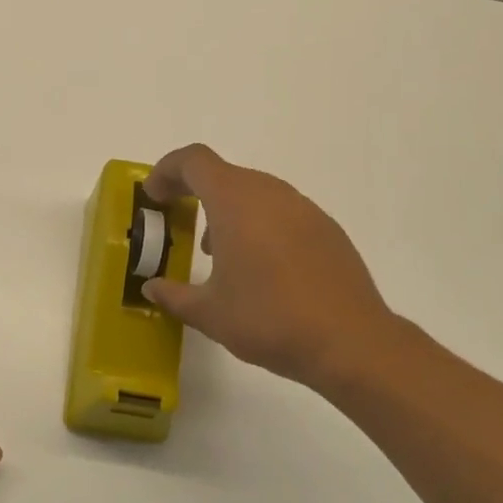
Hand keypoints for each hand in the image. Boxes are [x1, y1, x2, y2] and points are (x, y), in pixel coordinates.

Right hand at [142, 144, 407, 391]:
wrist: (350, 342)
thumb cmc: (269, 319)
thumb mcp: (209, 313)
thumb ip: (174, 295)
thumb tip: (151, 287)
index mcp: (235, 201)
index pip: (194, 161)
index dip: (167, 171)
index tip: (154, 198)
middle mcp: (270, 193)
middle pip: (224, 173)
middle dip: (194, 192)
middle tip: (178, 223)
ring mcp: (303, 208)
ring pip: (254, 192)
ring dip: (227, 209)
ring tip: (217, 252)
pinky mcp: (326, 229)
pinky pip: (281, 211)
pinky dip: (258, 224)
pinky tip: (260, 267)